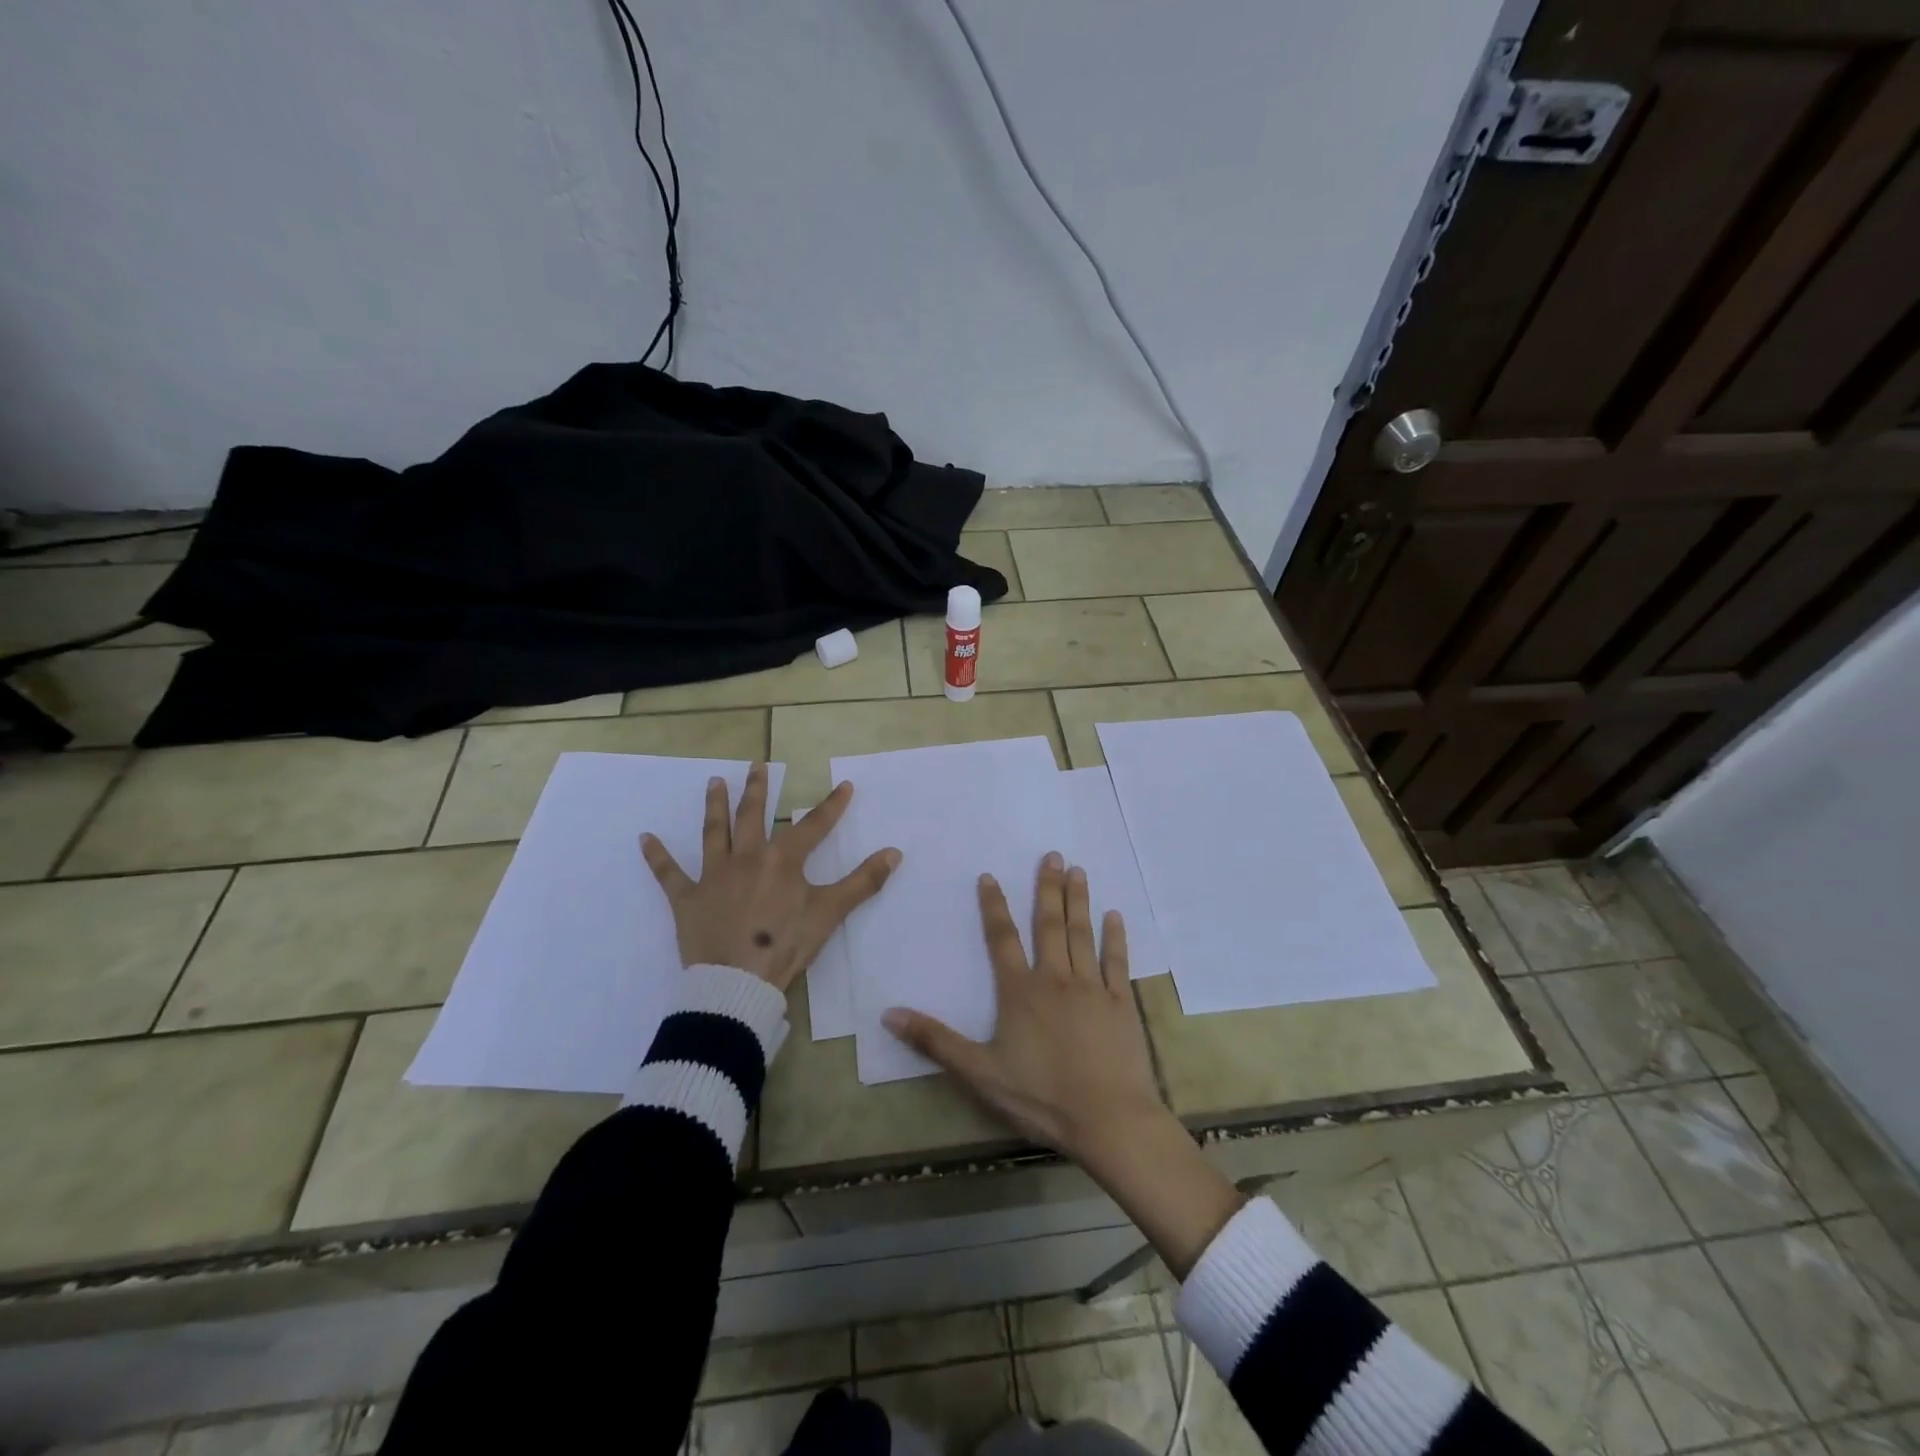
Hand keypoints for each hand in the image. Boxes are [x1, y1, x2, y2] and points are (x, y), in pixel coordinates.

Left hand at [641, 764, 900, 990]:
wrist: (736, 983)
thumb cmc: (785, 945)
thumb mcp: (830, 913)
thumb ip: (863, 881)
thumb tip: (895, 853)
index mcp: (782, 859)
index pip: (813, 825)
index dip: (832, 805)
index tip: (844, 785)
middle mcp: (746, 857)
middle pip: (752, 815)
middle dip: (758, 789)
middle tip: (756, 765)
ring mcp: (713, 875)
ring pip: (713, 832)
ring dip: (714, 805)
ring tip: (714, 782)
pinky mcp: (686, 899)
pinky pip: (668, 874)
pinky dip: (656, 857)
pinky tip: (645, 838)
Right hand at [882, 851, 1163, 1164]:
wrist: (1107, 1119)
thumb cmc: (1041, 1097)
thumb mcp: (979, 1073)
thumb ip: (935, 1040)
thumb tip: (888, 1013)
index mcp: (1020, 992)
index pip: (1002, 939)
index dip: (993, 906)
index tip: (990, 876)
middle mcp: (1056, 979)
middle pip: (1049, 925)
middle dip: (1047, 888)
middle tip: (1053, 855)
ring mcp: (1092, 988)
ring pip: (1081, 934)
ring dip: (1078, 900)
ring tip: (1078, 870)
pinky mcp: (1121, 1003)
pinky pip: (1117, 961)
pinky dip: (1115, 936)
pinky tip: (1115, 915)